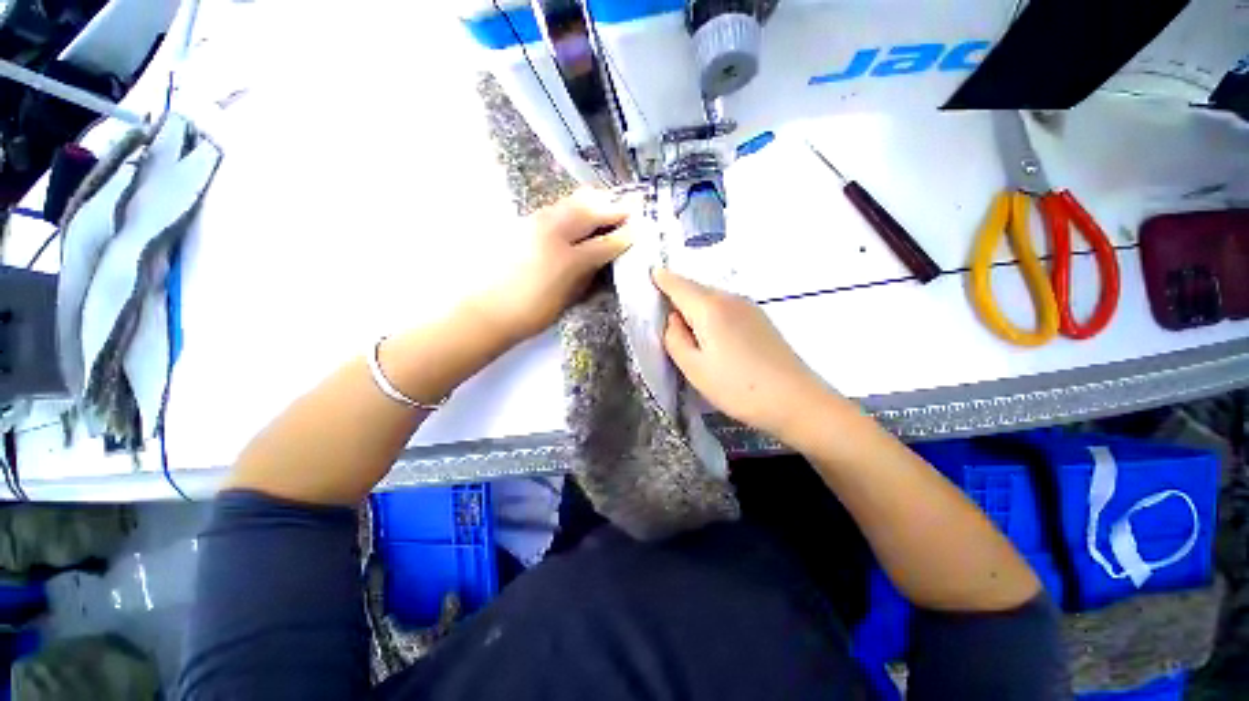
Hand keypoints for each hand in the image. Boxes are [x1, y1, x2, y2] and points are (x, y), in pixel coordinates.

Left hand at [471, 189, 633, 342]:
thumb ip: (588, 274)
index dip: (624, 237)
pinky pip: (555, 207)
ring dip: (593, 202)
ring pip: (570, 202)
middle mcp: (553, 233)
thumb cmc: (532, 313)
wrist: (487, 310)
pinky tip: (579, 214)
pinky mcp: (523, 222)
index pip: (605, 243)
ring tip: (607, 204)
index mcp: (569, 259)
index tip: (639, 230)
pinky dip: (573, 207)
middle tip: (630, 207)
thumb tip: (603, 258)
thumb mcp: (568, 298)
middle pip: (589, 210)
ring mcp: (535, 223)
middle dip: (612, 207)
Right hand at [653, 268, 837, 443]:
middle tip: (661, 314)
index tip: (648, 276)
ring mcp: (749, 307)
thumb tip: (673, 319)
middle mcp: (730, 298)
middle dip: (676, 295)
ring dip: (694, 307)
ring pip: (711, 299)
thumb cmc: (737, 387)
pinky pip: (726, 308)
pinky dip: (711, 314)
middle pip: (695, 289)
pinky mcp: (760, 319)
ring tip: (685, 330)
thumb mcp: (694, 368)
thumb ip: (674, 339)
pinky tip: (711, 336)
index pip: (677, 283)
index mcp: (709, 307)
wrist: (796, 401)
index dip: (660, 279)